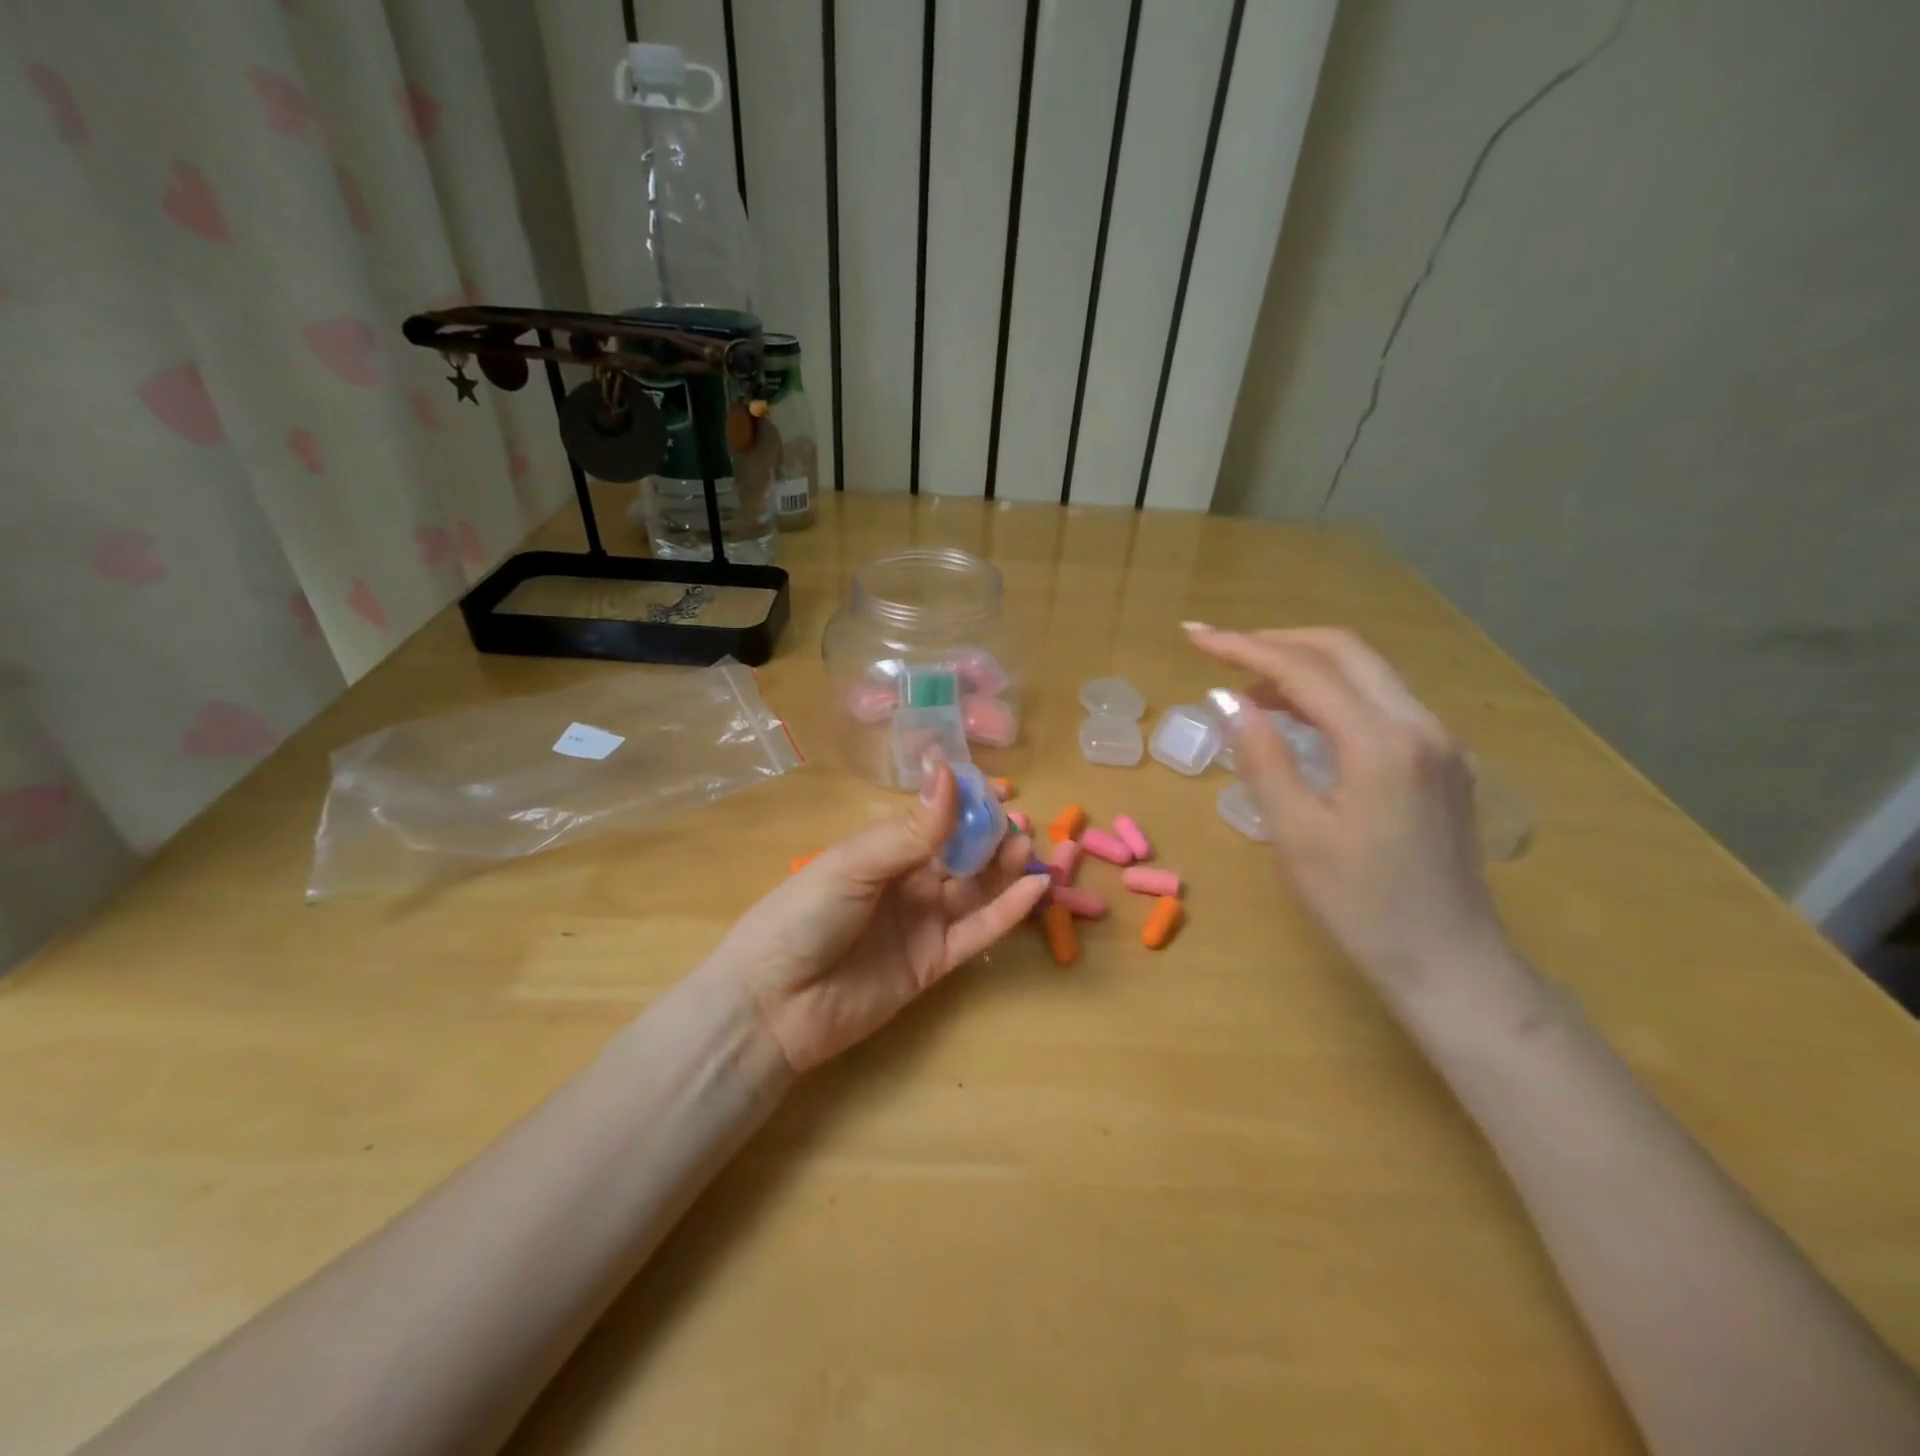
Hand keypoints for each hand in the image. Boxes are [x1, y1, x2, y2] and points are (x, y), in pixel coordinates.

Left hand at [707, 765, 1050, 1071]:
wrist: (773, 1004)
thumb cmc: (804, 916)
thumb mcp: (855, 865)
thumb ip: (911, 830)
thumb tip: (948, 771)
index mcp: (882, 849)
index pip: (934, 817)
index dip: (967, 800)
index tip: (1002, 787)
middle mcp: (907, 881)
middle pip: (960, 852)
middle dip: (991, 833)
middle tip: (1021, 820)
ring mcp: (923, 922)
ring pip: (975, 888)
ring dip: (1003, 866)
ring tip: (1027, 845)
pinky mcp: (934, 963)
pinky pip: (977, 932)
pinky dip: (1007, 911)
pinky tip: (1034, 888)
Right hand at [1186, 625, 1524, 1010]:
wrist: (1451, 964)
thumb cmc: (1361, 908)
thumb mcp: (1296, 835)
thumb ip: (1261, 758)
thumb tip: (1227, 699)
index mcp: (1382, 743)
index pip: (1305, 670)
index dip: (1243, 647)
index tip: (1194, 638)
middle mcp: (1420, 726)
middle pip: (1344, 651)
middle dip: (1276, 642)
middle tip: (1219, 652)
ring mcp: (1439, 741)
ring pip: (1366, 672)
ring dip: (1304, 666)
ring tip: (1247, 688)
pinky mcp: (1441, 761)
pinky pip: (1380, 702)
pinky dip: (1331, 694)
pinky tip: (1297, 718)